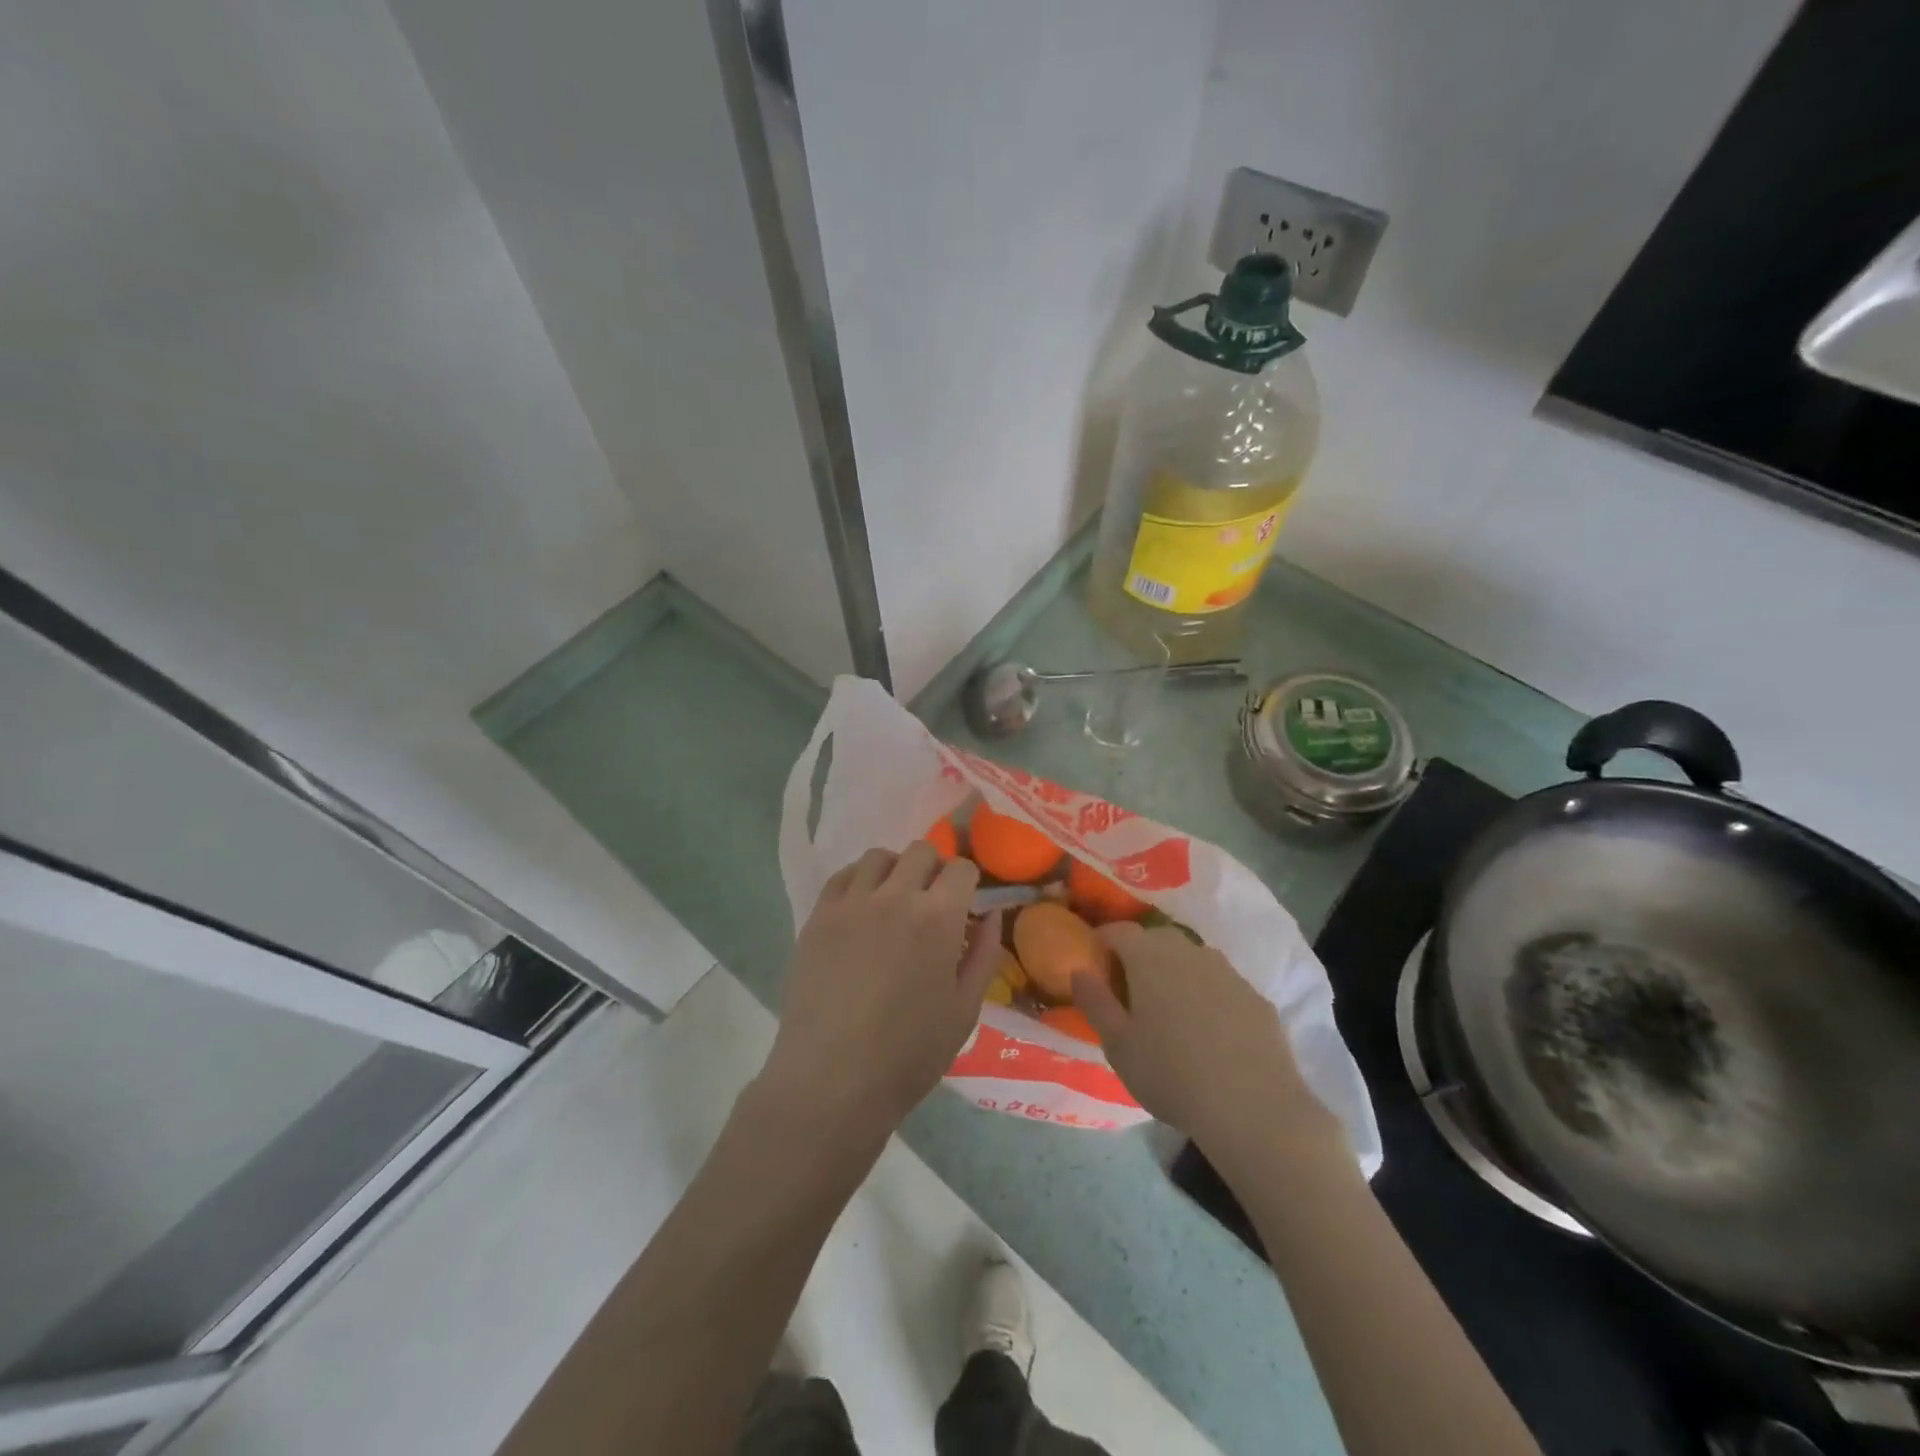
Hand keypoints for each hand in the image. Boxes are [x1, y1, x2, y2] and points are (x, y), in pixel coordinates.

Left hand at [760, 842, 1001, 1144]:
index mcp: (938, 918)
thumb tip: (991, 914)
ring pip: (879, 857)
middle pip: (921, 851)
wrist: (831, 1081)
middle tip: (932, 903)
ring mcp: (851, 903)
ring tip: (895, 901)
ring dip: (896, 870)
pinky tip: (862, 909)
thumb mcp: (964, 1010)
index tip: (965, 904)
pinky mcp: (818, 917)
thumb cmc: (908, 1054)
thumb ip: (984, 955)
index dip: (968, 882)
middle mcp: (895, 896)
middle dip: (935, 870)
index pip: (961, 868)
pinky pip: (842, 877)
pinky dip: (859, 881)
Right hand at [1073, 924, 1341, 1160]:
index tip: (1095, 964)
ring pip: (1192, 959)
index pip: (1119, 930)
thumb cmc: (1171, 1074)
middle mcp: (1189, 952)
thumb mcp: (1117, 1045)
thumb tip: (1079, 969)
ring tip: (1170, 1011)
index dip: (1102, 942)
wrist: (1254, 1109)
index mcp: (1149, 957)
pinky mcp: (1256, 997)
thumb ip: (1094, 1001)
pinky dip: (1208, 995)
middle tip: (1130, 990)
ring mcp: (1228, 972)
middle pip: (1156, 939)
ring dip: (1176, 973)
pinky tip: (1209, 1032)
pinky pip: (1221, 985)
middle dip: (1139, 955)